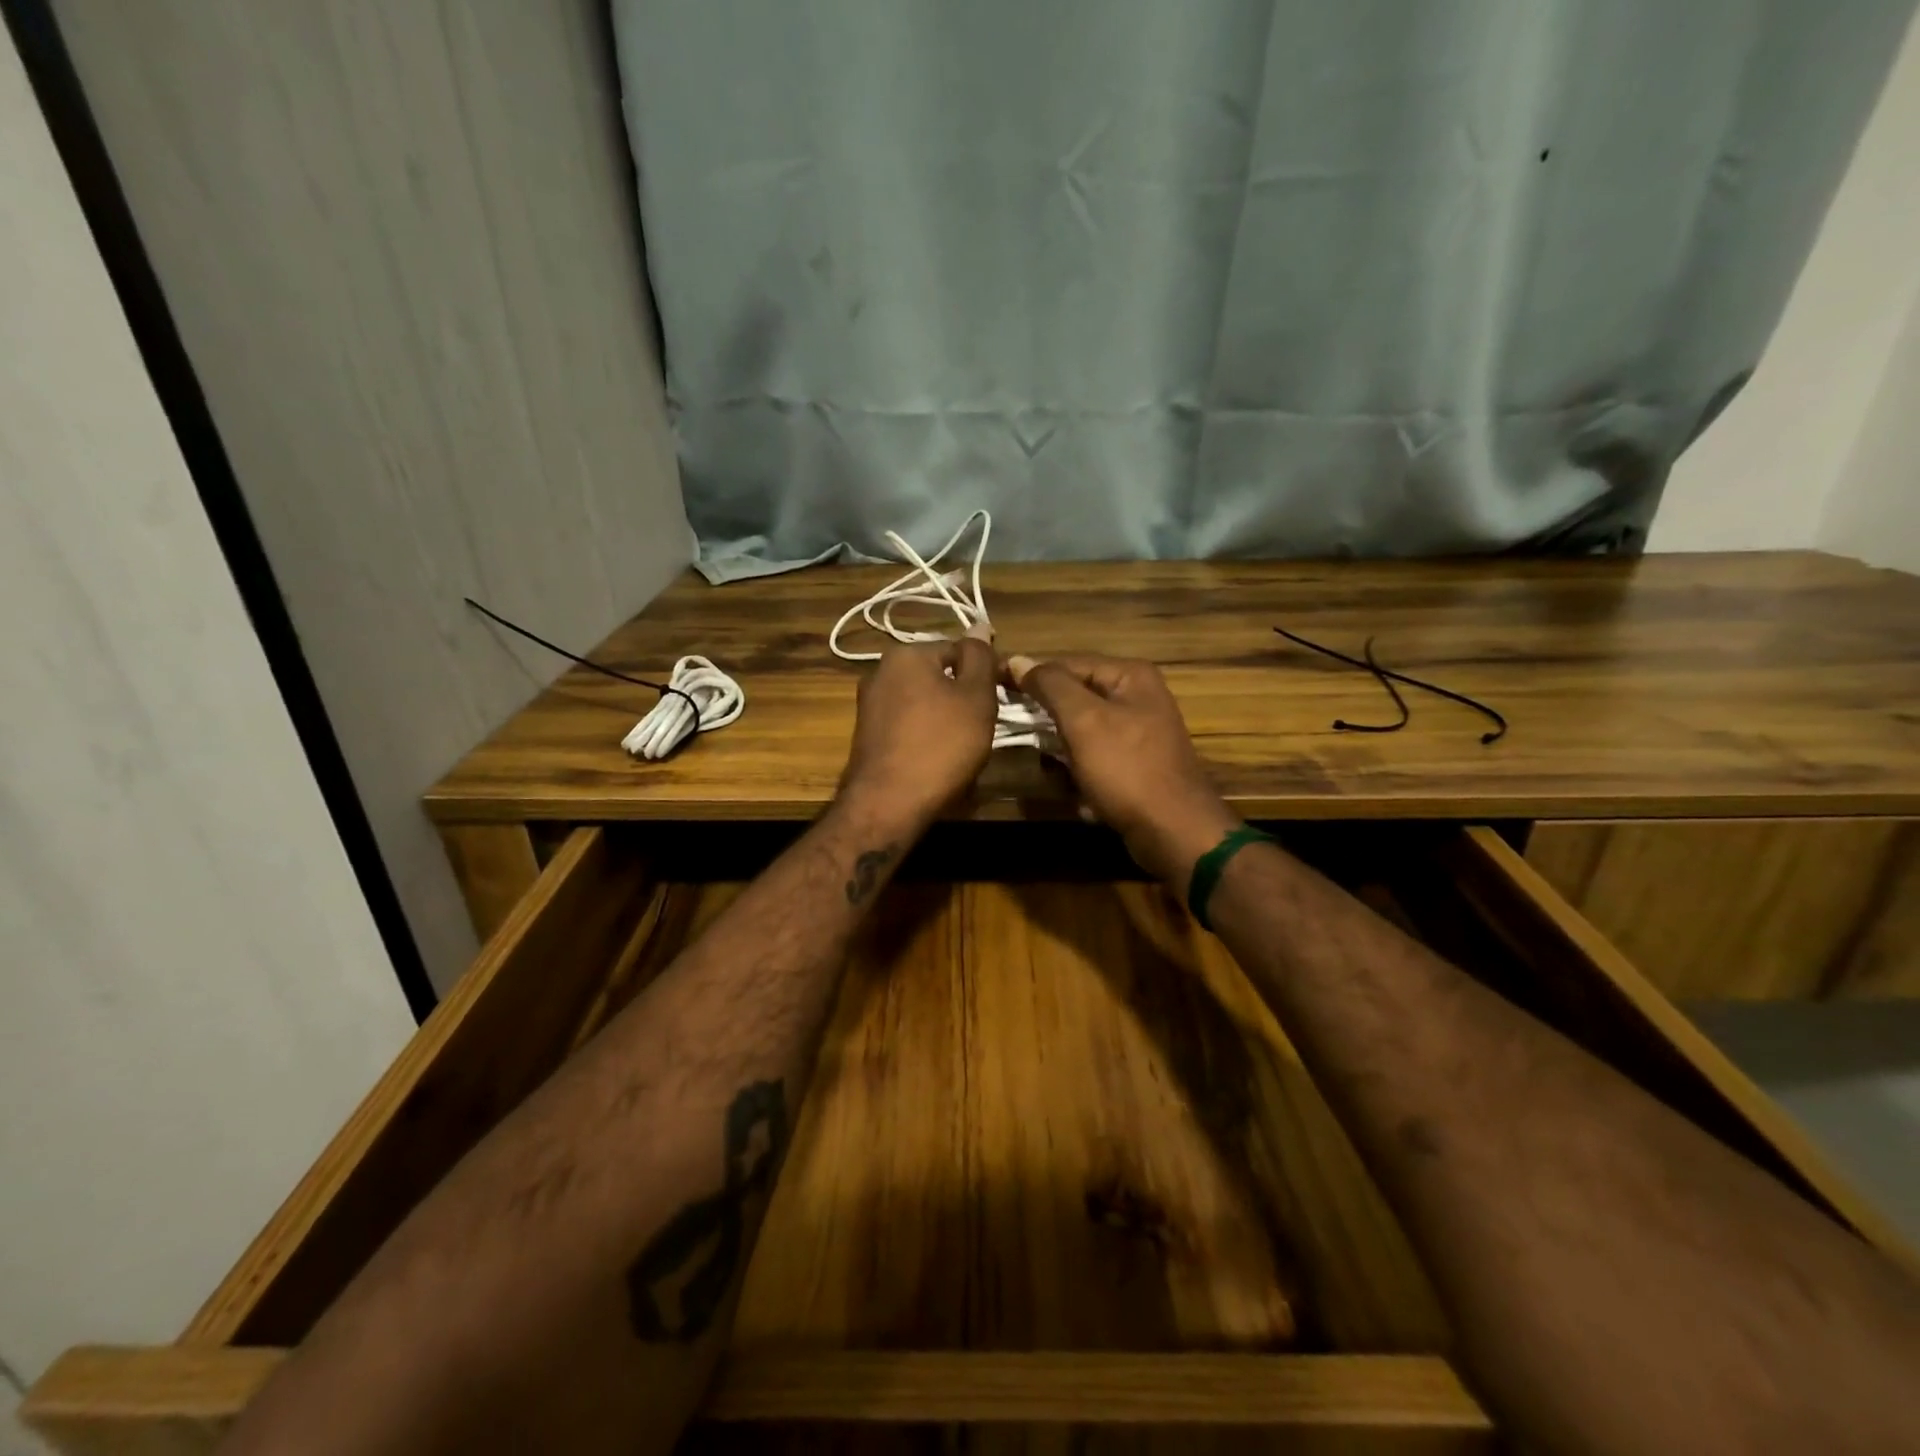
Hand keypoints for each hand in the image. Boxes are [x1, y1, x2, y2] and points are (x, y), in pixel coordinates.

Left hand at [840, 639, 998, 826]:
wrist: (889, 802)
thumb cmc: (941, 744)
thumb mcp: (975, 696)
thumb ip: (979, 657)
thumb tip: (979, 625)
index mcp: (906, 653)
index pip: (958, 649)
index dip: (986, 671)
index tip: (1004, 697)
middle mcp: (880, 671)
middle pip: (938, 675)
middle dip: (963, 695)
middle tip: (985, 724)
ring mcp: (870, 704)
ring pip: (923, 701)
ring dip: (946, 717)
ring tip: (964, 746)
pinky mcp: (867, 735)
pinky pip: (908, 724)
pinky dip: (926, 735)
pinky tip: (938, 758)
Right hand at [1008, 654, 1239, 884]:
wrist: (1174, 831)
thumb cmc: (1127, 768)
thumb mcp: (1084, 720)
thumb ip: (1050, 685)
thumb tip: (1017, 659)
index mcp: (1130, 676)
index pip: (1067, 663)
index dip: (1029, 674)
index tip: (993, 686)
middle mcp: (1138, 697)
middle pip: (1075, 696)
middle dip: (1045, 716)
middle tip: (1012, 729)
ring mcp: (1138, 733)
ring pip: (1081, 731)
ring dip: (1059, 748)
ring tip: (1047, 766)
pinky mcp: (1134, 766)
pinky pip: (1094, 758)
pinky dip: (1078, 771)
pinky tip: (1071, 789)